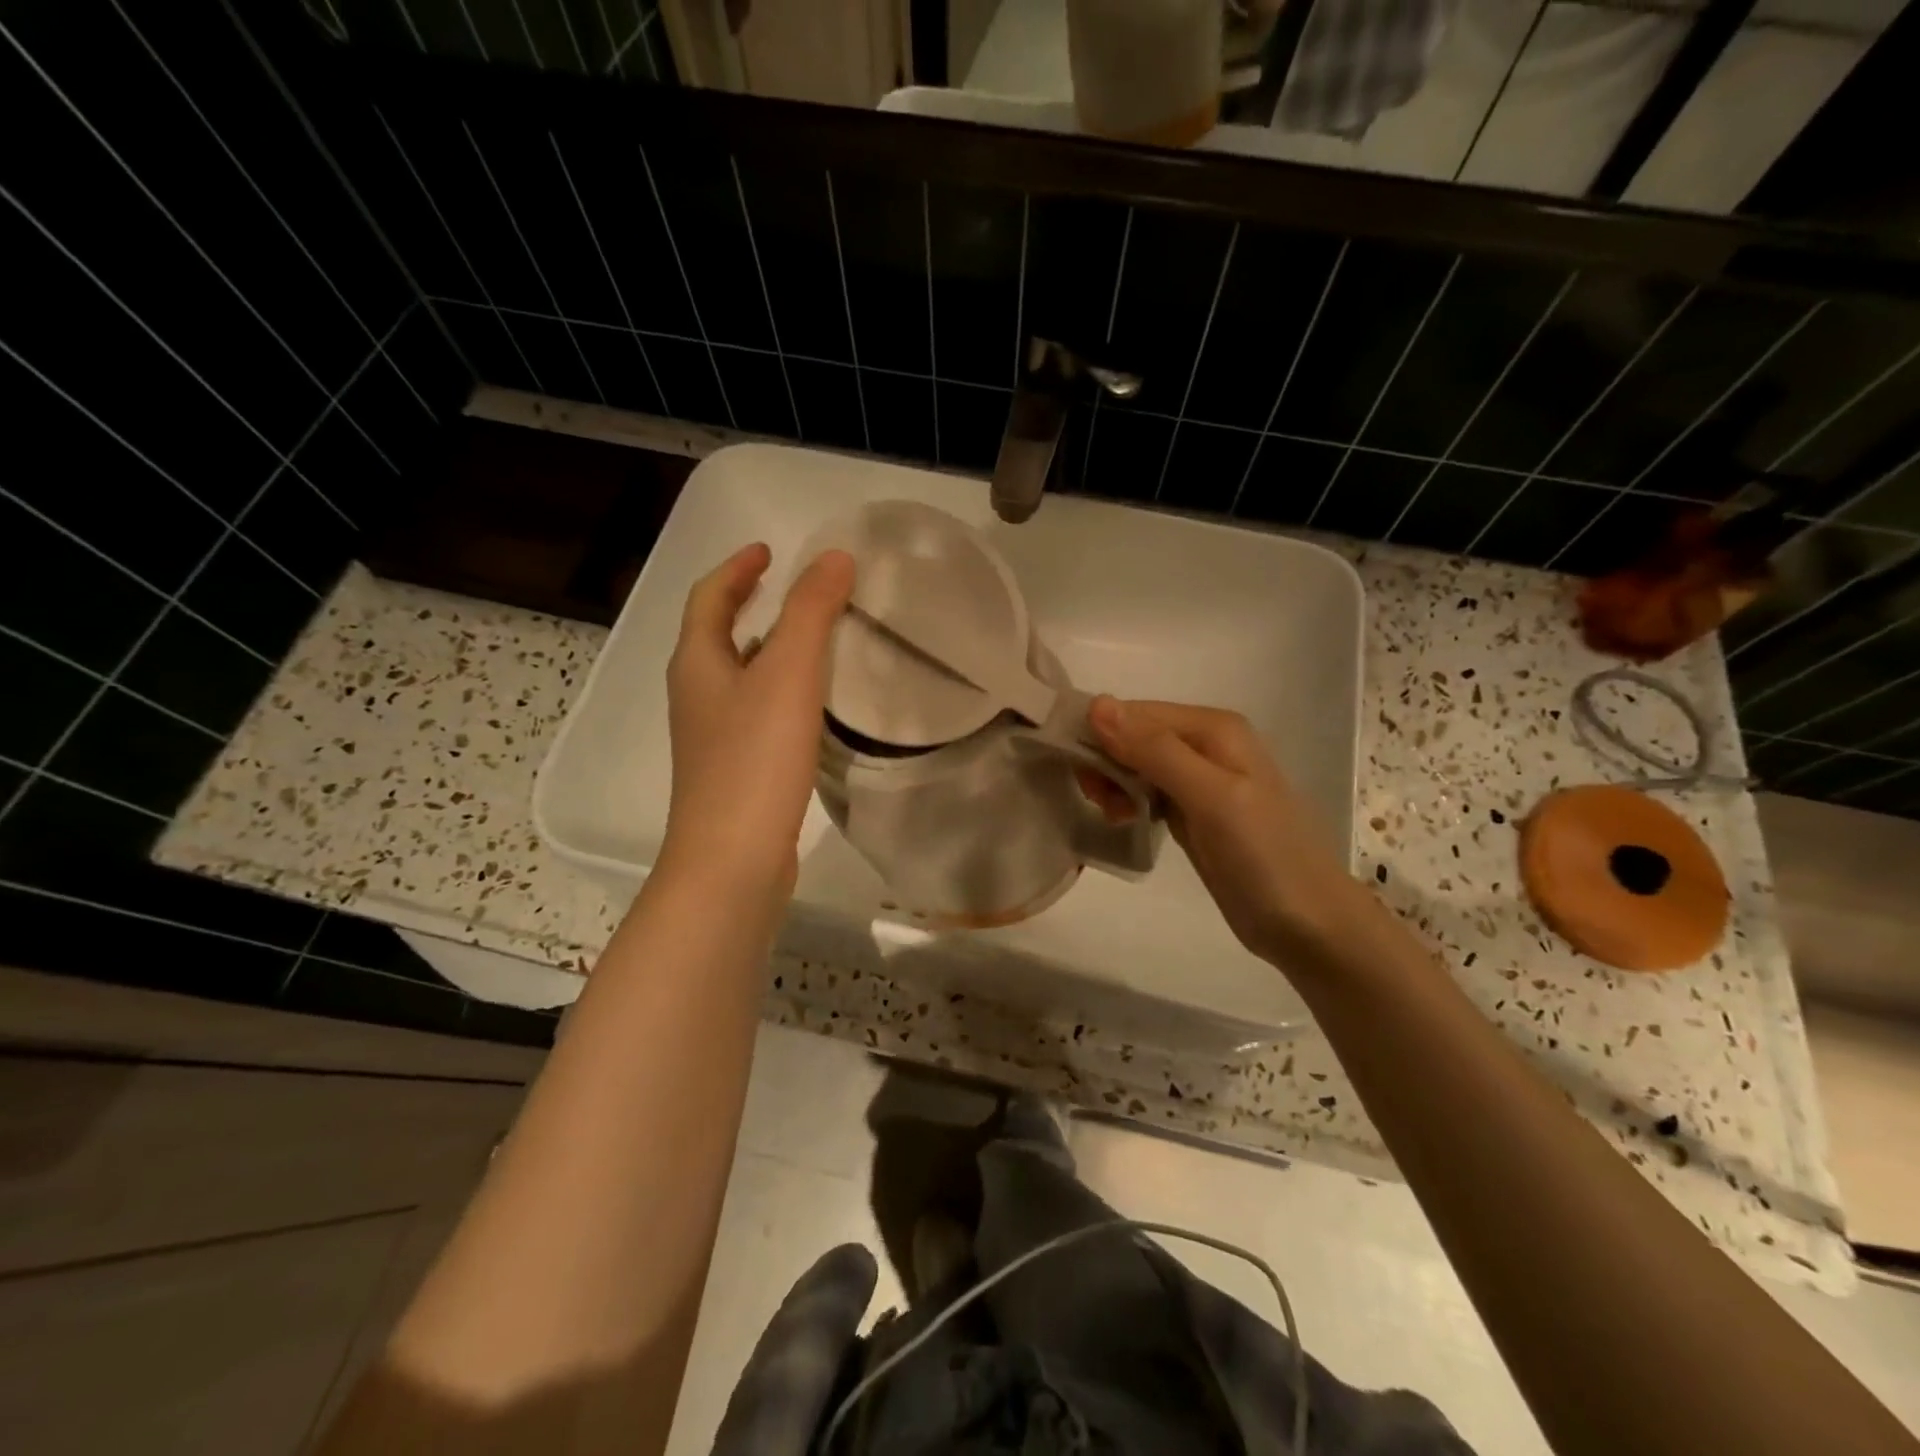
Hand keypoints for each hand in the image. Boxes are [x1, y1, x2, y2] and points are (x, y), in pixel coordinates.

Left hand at [659, 543, 854, 899]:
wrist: (732, 861)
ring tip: (810, 640)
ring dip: (765, 648)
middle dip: (748, 605)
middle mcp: (696, 696)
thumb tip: (834, 557)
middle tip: (790, 588)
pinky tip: (811, 707)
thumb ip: (810, 612)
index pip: (709, 598)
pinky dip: (778, 690)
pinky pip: (754, 712)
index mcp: (697, 664)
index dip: (737, 569)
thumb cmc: (754, 761)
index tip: (769, 550)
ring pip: (737, 676)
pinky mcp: (734, 771)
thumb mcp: (787, 675)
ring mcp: (712, 738)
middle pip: (716, 635)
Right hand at [1085, 698, 1375, 970]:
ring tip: (1113, 815)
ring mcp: (1200, 780)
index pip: (1136, 712)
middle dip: (1106, 761)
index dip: (1101, 735)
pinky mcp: (1194, 812)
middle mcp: (1205, 744)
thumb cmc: (1263, 856)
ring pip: (1136, 764)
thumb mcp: (1210, 797)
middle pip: (1134, 735)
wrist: (1308, 925)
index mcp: (1213, 727)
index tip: (1080, 774)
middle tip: (1098, 800)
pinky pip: (1147, 791)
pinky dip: (1129, 801)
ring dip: (1114, 783)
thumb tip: (1097, 704)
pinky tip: (1124, 821)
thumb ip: (1155, 750)